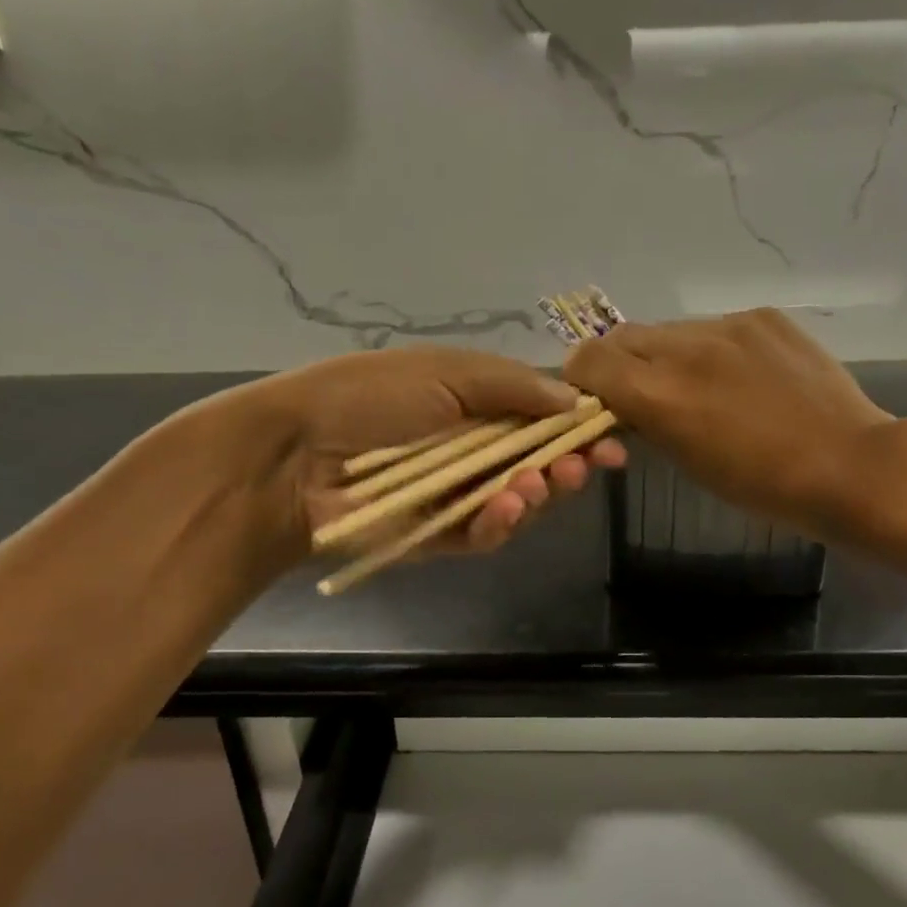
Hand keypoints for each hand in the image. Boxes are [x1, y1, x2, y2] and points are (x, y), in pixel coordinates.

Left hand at [217, 345, 625, 558]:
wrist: (296, 455)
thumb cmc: (370, 398)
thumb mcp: (444, 371)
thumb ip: (512, 386)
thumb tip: (574, 400)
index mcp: (474, 405)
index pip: (540, 418)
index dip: (577, 428)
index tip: (611, 437)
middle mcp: (471, 450)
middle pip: (538, 463)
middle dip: (567, 465)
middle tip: (584, 465)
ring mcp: (457, 495)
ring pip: (519, 502)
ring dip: (539, 493)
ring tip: (538, 484)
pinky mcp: (440, 535)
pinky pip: (485, 534)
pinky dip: (502, 523)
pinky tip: (508, 506)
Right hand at [564, 310, 893, 539]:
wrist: (849, 465)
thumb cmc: (761, 486)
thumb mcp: (687, 461)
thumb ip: (647, 419)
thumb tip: (625, 401)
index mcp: (660, 392)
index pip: (589, 360)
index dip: (582, 379)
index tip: (595, 400)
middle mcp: (686, 347)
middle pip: (623, 337)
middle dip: (620, 364)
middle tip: (641, 393)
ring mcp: (728, 325)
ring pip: (670, 330)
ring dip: (667, 355)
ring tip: (699, 386)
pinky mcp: (763, 317)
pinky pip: (715, 327)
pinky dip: (711, 349)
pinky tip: (741, 377)